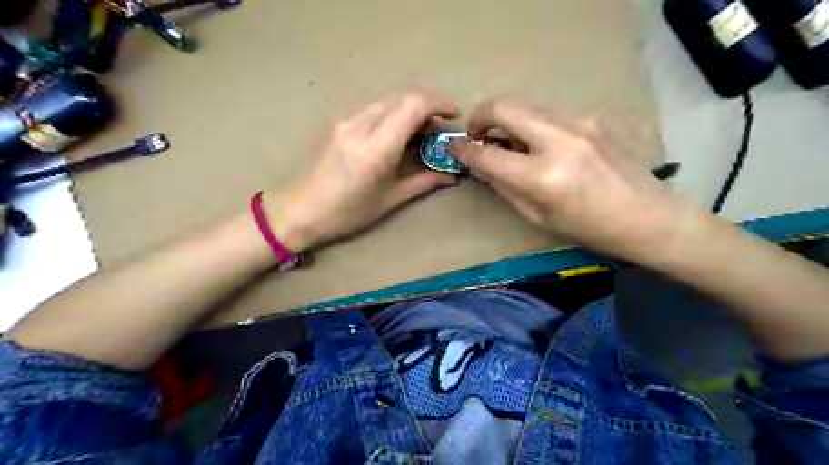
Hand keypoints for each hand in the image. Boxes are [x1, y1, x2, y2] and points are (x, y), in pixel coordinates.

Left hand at [265, 90, 459, 251]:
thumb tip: (451, 176)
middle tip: (439, 130)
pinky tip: (397, 135)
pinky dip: (393, 114)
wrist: (300, 211)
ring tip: (420, 134)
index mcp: (375, 150)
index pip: (413, 106)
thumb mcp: (389, 200)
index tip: (454, 116)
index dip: (439, 104)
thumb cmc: (346, 214)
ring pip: (388, 100)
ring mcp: (346, 121)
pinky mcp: (338, 122)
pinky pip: (373, 109)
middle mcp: (359, 126)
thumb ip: (423, 183)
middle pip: (402, 97)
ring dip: (409, 110)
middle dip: (428, 107)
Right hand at [451, 98, 694, 263]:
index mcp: (543, 177)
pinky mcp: (594, 117)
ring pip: (527, 106)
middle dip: (480, 116)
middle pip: (504, 106)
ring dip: (509, 121)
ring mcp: (580, 123)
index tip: (455, 148)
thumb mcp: (538, 217)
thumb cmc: (589, 229)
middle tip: (478, 134)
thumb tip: (481, 165)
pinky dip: (536, 127)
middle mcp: (559, 141)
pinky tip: (548, 147)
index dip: (464, 150)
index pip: (487, 154)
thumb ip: (505, 186)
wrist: (648, 217)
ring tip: (513, 145)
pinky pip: (551, 115)